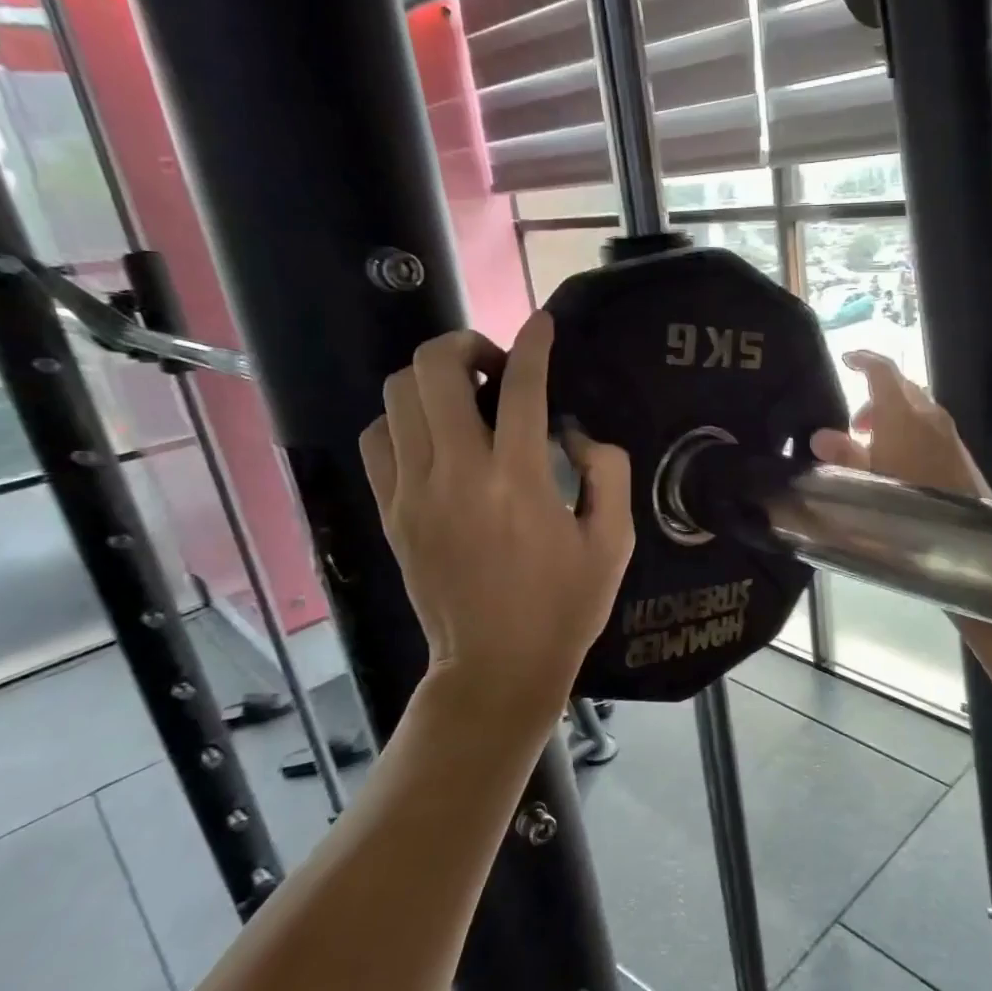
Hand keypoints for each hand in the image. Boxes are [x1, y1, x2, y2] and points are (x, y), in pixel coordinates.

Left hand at [358, 312, 633, 697]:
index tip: (541, 322)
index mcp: (518, 481)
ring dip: (432, 379)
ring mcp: (413, 492)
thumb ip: (607, 473)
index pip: (520, 386)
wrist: (497, 668)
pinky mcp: (391, 512)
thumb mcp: (613, 542)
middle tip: (497, 367)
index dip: (534, 343)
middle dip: (466, 345)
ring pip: (397, 396)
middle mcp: (457, 475)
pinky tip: (435, 436)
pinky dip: (403, 419)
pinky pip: (378, 438)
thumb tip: (575, 434)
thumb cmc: (564, 607)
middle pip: (434, 370)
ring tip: (466, 399)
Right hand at [809, 350, 988, 497]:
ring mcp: (947, 429)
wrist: (966, 530)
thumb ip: (843, 455)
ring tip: (873, 447)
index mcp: (902, 412)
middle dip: (874, 396)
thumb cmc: (908, 499)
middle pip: (900, 386)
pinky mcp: (958, 448)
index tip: (846, 359)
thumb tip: (821, 436)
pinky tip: (899, 460)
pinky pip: (928, 424)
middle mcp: (927, 412)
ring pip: (915, 406)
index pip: (883, 370)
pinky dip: (909, 428)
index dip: (863, 359)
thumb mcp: (866, 480)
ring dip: (892, 415)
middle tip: (853, 425)